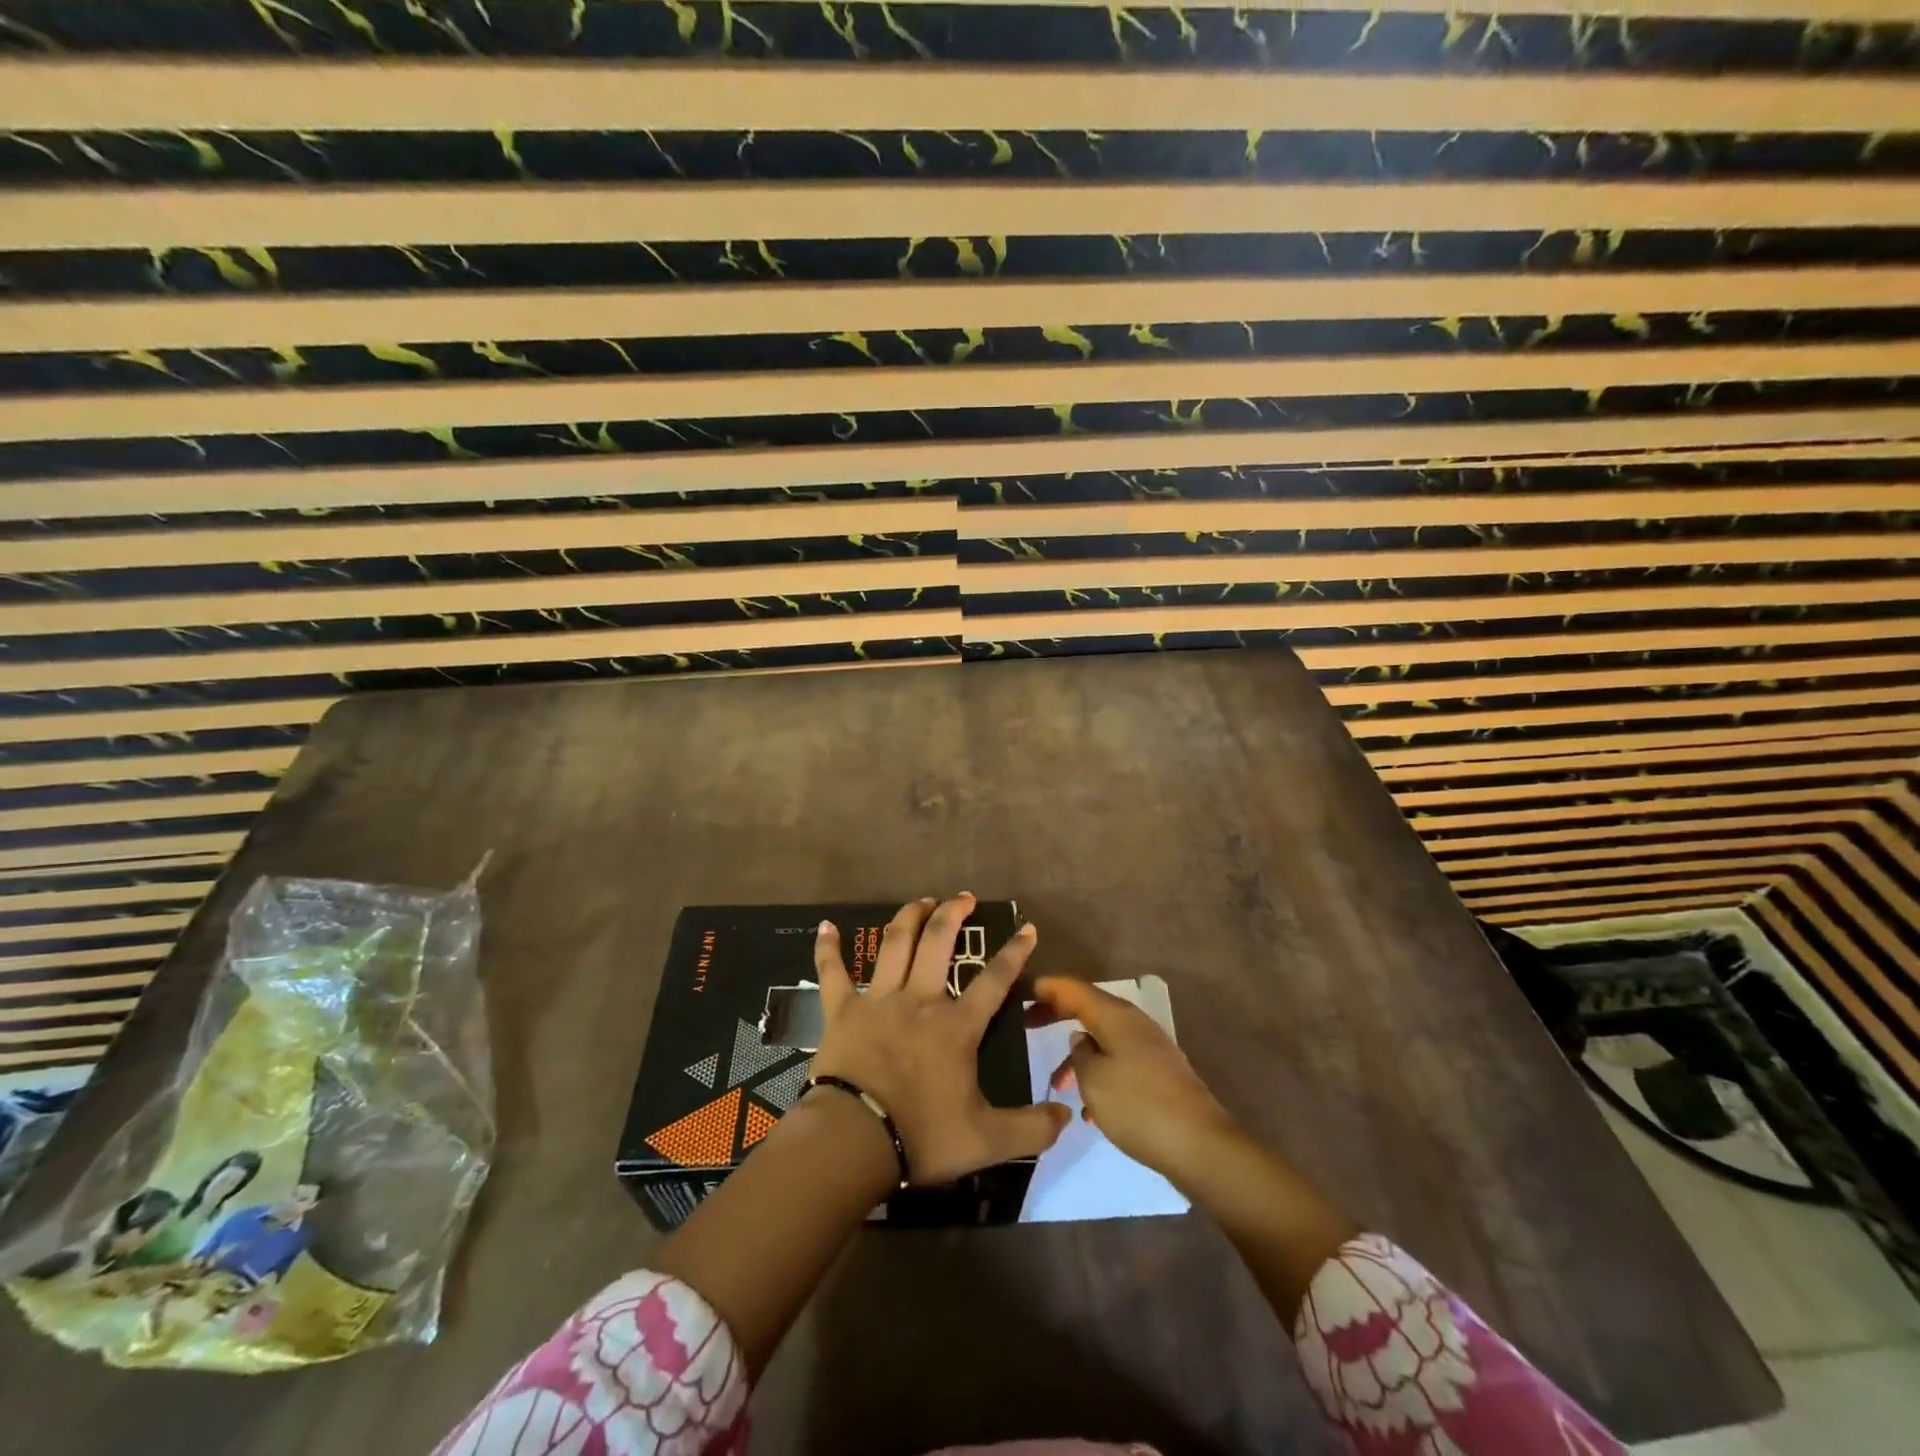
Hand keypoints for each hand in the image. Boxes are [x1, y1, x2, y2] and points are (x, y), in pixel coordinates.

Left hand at [811, 895, 1068, 1185]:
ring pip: (895, 944)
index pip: (994, 980)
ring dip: (908, 917)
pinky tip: (825, 927)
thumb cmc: (921, 1135)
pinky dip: (828, 949)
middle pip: (938, 942)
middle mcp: (919, 1000)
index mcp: (956, 1025)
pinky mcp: (841, 1010)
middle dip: (953, 914)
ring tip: (921, 900)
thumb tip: (1067, 1118)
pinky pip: (832, 972)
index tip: (1026, 927)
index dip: (1014, 952)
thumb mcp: (987, 1141)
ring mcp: (878, 1000)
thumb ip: (1032, 1128)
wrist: (853, 1140)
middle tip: (963, 897)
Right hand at [1030, 976, 1238, 1187]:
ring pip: (1103, 1039)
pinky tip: (1090, 1110)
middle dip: (1058, 1015)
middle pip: (1089, 1008)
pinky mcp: (1159, 1074)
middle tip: (1026, 1024)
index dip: (1047, 987)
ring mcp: (1150, 1048)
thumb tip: (1081, 1039)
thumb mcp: (1093, 1080)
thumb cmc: (1139, 1107)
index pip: (1074, 988)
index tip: (1021, 991)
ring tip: (1057, 1086)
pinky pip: (1119, 1062)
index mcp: (1116, 1016)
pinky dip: (1099, 1075)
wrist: (1200, 1146)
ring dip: (1078, 1055)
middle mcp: (1134, 1023)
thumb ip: (1079, 1053)